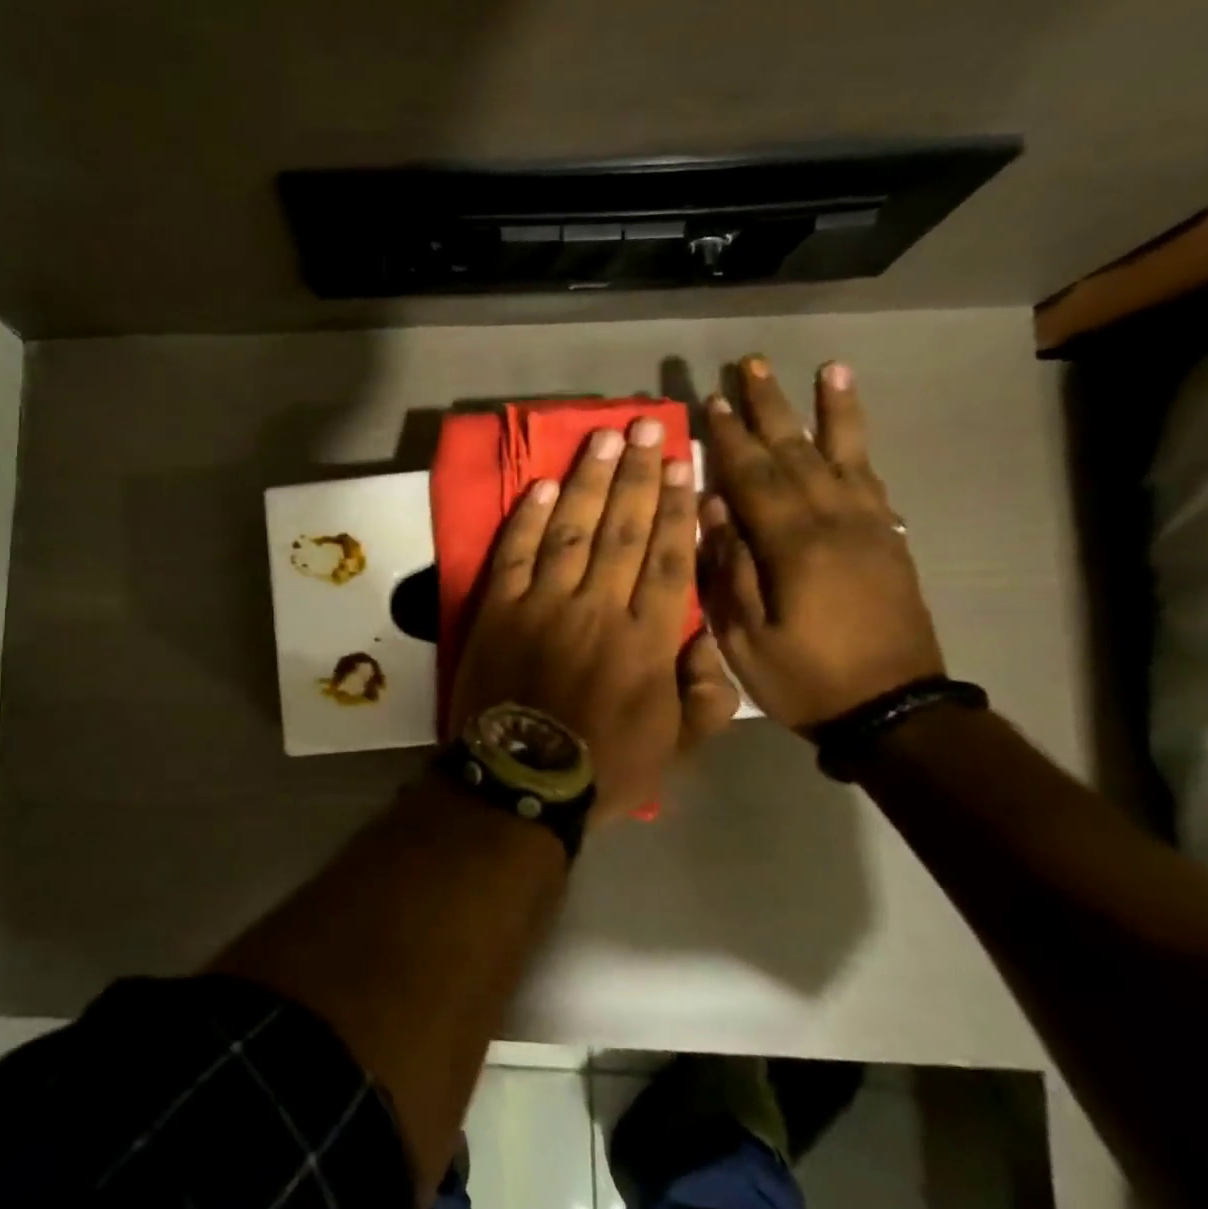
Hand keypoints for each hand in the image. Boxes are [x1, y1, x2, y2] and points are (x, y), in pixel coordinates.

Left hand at [449, 417, 739, 825]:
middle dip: (638, 475)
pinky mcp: (499, 609)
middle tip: (648, 426)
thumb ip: (704, 696)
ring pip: (573, 531)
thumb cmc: (603, 768)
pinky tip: (545, 486)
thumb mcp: (676, 748)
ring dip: (590, 481)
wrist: (520, 782)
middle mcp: (598, 609)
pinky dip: (530, 519)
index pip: (667, 559)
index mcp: (647, 641)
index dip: (676, 509)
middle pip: (623, 530)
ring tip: (605, 438)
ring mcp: (544, 605)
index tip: (684, 466)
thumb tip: (708, 643)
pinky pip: (517, 554)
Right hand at [697, 357, 944, 731]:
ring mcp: (869, 527)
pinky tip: (851, 428)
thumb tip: (713, 509)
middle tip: (750, 365)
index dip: (729, 438)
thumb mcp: (745, 637)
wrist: (896, 711)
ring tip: (826, 369)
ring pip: (843, 455)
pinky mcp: (889, 539)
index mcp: (794, 546)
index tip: (709, 400)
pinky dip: (861, 447)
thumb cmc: (806, 678)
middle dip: (770, 407)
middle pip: (797, 452)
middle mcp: (836, 522)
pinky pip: (872, 480)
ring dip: (829, 411)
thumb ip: (728, 569)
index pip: (754, 477)